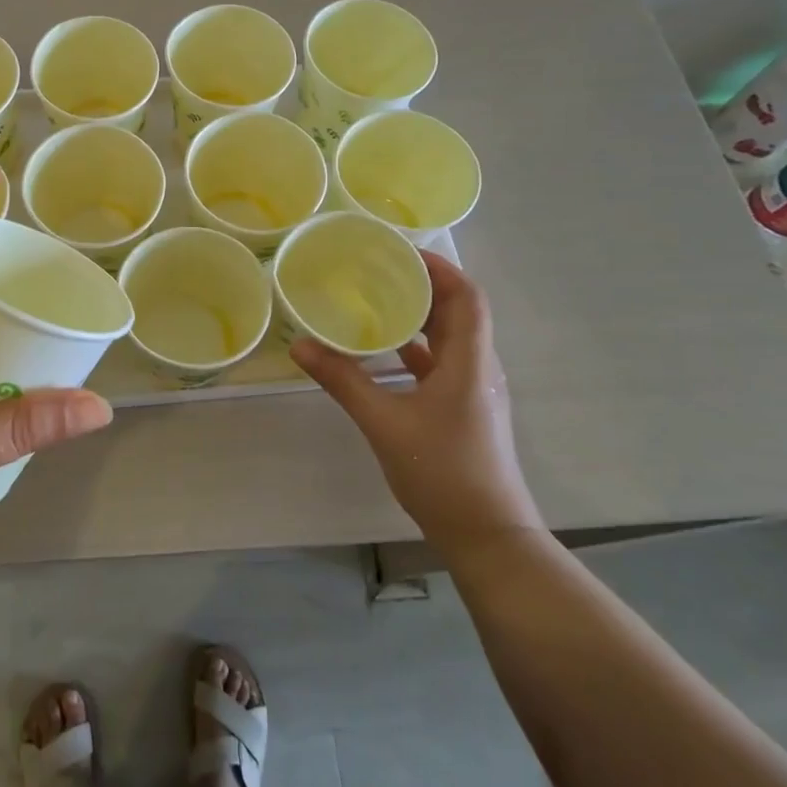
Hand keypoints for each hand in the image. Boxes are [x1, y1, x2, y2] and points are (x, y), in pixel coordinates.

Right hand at [290, 251, 541, 559]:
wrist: (486, 536)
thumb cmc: (442, 472)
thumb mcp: (384, 423)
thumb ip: (343, 381)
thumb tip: (300, 346)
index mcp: (469, 362)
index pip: (467, 297)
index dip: (440, 268)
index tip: (400, 251)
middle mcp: (478, 368)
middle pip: (458, 312)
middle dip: (422, 285)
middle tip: (376, 269)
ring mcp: (472, 390)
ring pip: (448, 338)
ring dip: (418, 316)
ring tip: (374, 299)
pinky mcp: (463, 409)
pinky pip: (439, 363)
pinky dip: (414, 348)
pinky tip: (381, 351)